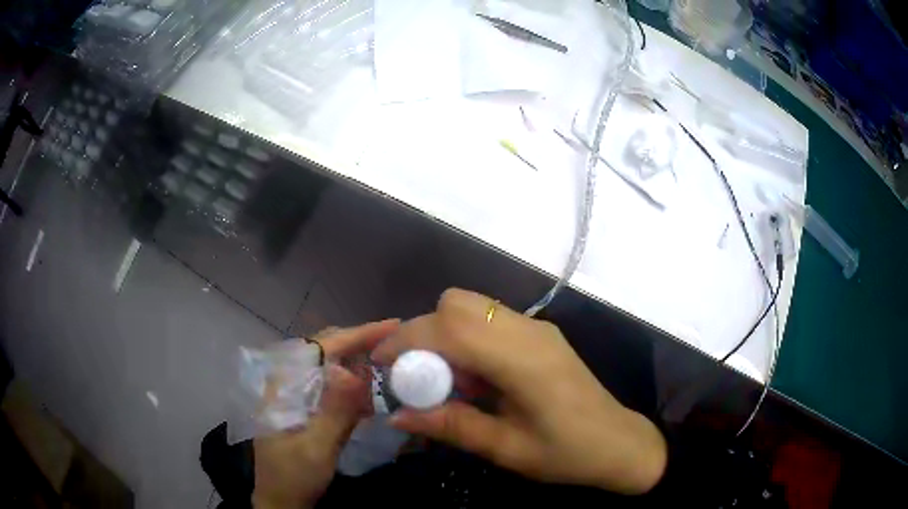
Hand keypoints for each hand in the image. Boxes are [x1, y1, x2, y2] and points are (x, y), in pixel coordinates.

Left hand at [253, 319, 398, 508]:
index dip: (356, 334)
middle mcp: (286, 382)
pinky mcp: (305, 407)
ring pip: (328, 364)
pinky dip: (352, 380)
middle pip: (324, 349)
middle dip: (359, 341)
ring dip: (357, 358)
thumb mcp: (316, 448)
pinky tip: (369, 383)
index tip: (392, 326)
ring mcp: (295, 394)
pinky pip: (331, 384)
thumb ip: (335, 411)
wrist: (282, 500)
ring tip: (388, 355)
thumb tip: (354, 369)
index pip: (320, 347)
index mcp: (282, 385)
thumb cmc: (295, 475)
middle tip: (396, 340)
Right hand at [372, 289, 666, 494]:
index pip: (452, 328)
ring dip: (445, 333)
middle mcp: (529, 331)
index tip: (381, 363)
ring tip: (446, 380)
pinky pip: (490, 320)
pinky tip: (474, 377)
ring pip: (473, 306)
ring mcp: (537, 328)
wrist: (619, 443)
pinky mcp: (540, 333)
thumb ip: (452, 426)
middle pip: (459, 303)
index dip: (408, 340)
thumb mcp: (506, 450)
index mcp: (523, 361)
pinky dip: (466, 337)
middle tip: (416, 375)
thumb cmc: (567, 453)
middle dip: (423, 332)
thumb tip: (397, 415)